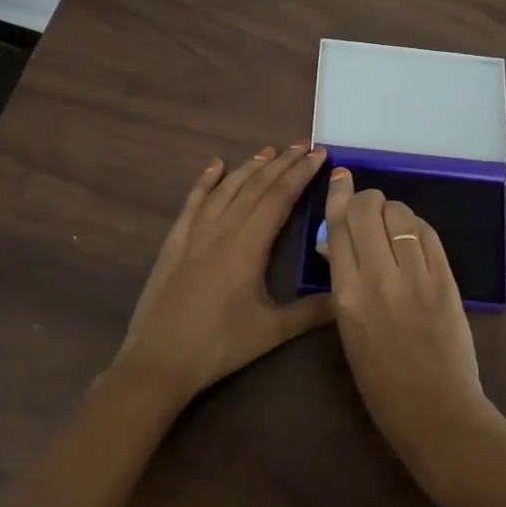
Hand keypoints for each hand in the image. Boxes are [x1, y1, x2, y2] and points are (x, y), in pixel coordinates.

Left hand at [113, 143, 333, 406]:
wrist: (158, 361)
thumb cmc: (218, 346)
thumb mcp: (271, 332)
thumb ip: (311, 312)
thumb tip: (348, 296)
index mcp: (247, 246)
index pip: (279, 198)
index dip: (300, 174)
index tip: (318, 153)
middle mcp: (221, 230)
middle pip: (254, 187)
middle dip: (281, 164)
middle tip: (301, 145)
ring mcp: (194, 234)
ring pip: (225, 190)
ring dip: (248, 168)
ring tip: (268, 151)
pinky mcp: (174, 243)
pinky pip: (193, 203)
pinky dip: (204, 182)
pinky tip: (214, 166)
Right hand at [320, 167, 497, 487]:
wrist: (435, 411)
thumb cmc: (380, 381)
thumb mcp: (347, 329)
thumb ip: (342, 281)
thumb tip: (335, 242)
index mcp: (346, 294)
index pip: (338, 227)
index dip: (338, 195)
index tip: (340, 175)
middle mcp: (379, 277)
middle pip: (368, 210)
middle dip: (365, 198)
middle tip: (366, 207)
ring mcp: (416, 277)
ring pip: (400, 214)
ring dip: (392, 211)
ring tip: (391, 225)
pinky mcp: (446, 280)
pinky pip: (427, 234)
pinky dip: (416, 226)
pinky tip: (412, 235)